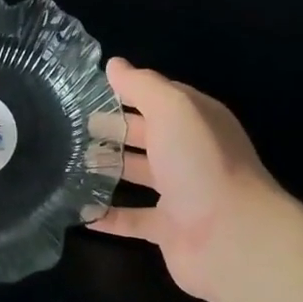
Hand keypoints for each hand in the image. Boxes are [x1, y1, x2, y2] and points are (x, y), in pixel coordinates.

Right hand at [89, 58, 289, 301]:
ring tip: (69, 162)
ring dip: (108, 168)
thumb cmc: (201, 163)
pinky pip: (132, 220)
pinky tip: (79, 211)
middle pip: (146, 135)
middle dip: (113, 128)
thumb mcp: (173, 110)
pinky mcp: (169, 230)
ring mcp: (181, 193)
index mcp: (196, 120)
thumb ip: (143, 86)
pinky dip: (107, 217)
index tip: (87, 90)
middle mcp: (190, 153)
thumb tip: (114, 64)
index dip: (127, 91)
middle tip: (71, 127)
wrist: (233, 237)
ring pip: (139, 174)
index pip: (159, 98)